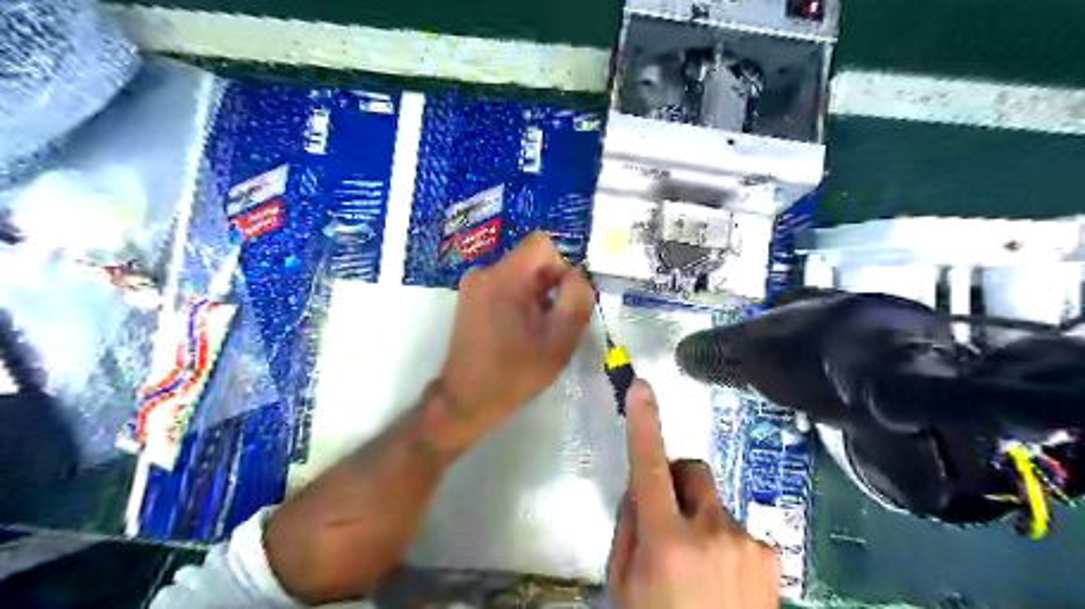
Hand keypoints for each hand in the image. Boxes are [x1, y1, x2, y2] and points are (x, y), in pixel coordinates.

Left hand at [438, 235, 592, 450]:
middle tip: (551, 322)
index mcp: (504, 278)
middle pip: (531, 260)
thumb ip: (576, 299)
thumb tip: (576, 276)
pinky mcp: (470, 297)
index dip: (561, 267)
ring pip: (520, 274)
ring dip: (535, 296)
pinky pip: (505, 285)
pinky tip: (518, 331)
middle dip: (549, 286)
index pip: (543, 244)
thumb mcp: (559, 339)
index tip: (562, 300)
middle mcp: (483, 272)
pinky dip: (519, 301)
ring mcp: (473, 284)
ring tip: (534, 331)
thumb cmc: (515, 372)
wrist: (467, 399)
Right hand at [609, 381, 780, 608]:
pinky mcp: (771, 555)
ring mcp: (747, 543)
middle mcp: (711, 532)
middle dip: (677, 481)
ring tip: (700, 567)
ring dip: (701, 519)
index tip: (642, 388)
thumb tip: (640, 490)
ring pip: (714, 503)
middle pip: (693, 471)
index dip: (644, 424)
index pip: (649, 468)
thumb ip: (629, 528)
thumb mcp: (624, 584)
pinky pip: (738, 528)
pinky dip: (726, 542)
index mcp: (666, 541)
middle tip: (669, 516)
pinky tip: (725, 580)